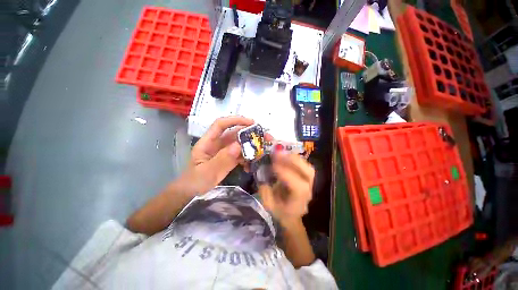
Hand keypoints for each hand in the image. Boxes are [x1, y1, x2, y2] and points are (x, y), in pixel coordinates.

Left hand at [177, 116, 253, 195]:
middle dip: (249, 133)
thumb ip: (222, 160)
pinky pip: (240, 155)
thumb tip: (238, 146)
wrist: (191, 194)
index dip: (235, 120)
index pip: (221, 125)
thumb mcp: (207, 173)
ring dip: (250, 146)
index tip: (251, 122)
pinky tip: (251, 165)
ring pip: (239, 144)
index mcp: (207, 142)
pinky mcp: (228, 159)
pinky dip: (247, 158)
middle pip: (234, 134)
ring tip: (261, 151)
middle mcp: (217, 144)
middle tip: (265, 137)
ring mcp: (223, 152)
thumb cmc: (194, 183)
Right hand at [259, 153, 314, 226]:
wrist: (291, 214)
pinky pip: (304, 165)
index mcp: (299, 201)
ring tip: (281, 153)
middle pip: (308, 173)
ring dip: (294, 158)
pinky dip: (295, 158)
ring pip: (308, 167)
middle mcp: (308, 190)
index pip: (297, 186)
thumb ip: (266, 193)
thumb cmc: (280, 212)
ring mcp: (309, 183)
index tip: (273, 165)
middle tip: (278, 154)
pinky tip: (285, 155)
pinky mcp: (306, 177)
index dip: (286, 174)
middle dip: (293, 161)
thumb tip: (263, 177)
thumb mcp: (269, 206)